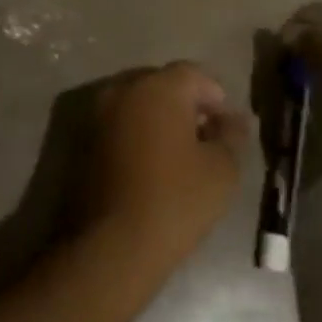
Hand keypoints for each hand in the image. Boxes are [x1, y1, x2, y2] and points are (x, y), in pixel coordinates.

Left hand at [78, 63, 249, 284]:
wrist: (112, 248)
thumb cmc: (175, 201)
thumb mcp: (221, 170)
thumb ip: (232, 136)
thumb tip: (235, 120)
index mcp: (159, 86)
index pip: (194, 74)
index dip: (215, 97)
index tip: (227, 128)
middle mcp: (126, 89)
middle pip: (165, 85)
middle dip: (188, 105)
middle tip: (207, 140)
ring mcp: (101, 113)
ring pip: (140, 104)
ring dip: (162, 120)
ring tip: (181, 156)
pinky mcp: (86, 140)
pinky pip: (122, 124)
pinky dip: (140, 135)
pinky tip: (154, 167)